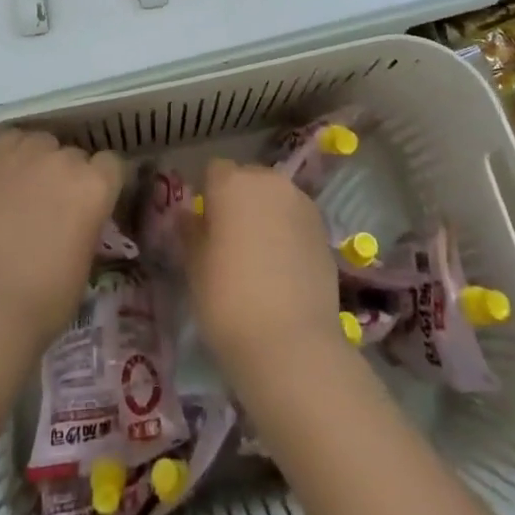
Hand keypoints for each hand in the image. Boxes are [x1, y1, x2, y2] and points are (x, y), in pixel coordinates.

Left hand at [0, 128, 123, 352]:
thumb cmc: (46, 299)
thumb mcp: (86, 261)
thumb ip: (88, 225)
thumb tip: (81, 219)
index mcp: (96, 186)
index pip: (112, 164)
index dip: (104, 181)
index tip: (96, 200)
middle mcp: (66, 160)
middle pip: (76, 154)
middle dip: (71, 175)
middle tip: (57, 204)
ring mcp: (27, 156)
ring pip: (43, 142)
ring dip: (42, 159)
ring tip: (29, 186)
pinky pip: (10, 140)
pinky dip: (12, 153)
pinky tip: (6, 174)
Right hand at [184, 159, 343, 388]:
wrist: (291, 344)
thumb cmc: (227, 299)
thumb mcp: (194, 266)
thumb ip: (191, 230)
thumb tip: (190, 215)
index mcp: (232, 182)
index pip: (214, 171)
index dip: (208, 195)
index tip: (204, 225)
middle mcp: (270, 182)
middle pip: (249, 179)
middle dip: (239, 200)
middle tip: (230, 239)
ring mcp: (302, 205)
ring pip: (276, 198)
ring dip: (266, 214)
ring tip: (259, 255)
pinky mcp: (325, 231)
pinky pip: (297, 220)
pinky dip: (288, 233)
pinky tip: (283, 268)